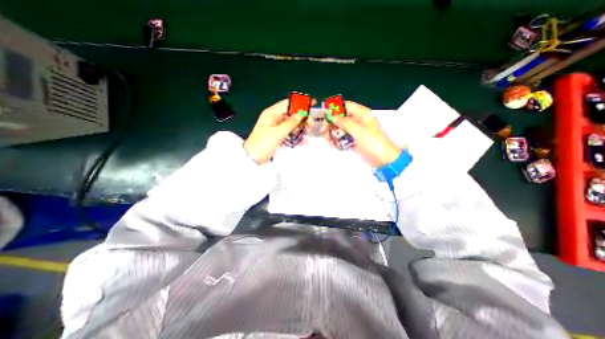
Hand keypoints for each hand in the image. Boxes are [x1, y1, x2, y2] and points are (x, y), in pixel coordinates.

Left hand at [243, 99, 308, 162]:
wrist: (252, 159)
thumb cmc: (262, 144)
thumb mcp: (277, 134)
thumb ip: (289, 124)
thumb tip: (301, 114)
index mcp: (272, 114)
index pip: (288, 104)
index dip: (300, 103)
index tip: (312, 103)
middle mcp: (275, 118)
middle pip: (292, 114)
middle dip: (303, 119)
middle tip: (311, 126)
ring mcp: (277, 127)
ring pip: (292, 124)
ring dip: (301, 128)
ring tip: (308, 133)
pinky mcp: (279, 136)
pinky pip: (290, 133)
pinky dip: (297, 136)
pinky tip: (304, 141)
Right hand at [329, 100, 403, 166]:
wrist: (383, 160)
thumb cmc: (373, 143)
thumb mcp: (358, 131)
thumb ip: (344, 122)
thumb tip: (332, 115)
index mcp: (362, 114)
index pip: (346, 106)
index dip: (334, 109)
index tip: (324, 114)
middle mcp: (358, 121)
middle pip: (341, 118)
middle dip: (331, 123)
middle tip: (323, 130)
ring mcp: (355, 132)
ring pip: (340, 128)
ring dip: (332, 133)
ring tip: (327, 139)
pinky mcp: (353, 141)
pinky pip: (342, 137)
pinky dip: (336, 140)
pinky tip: (331, 144)